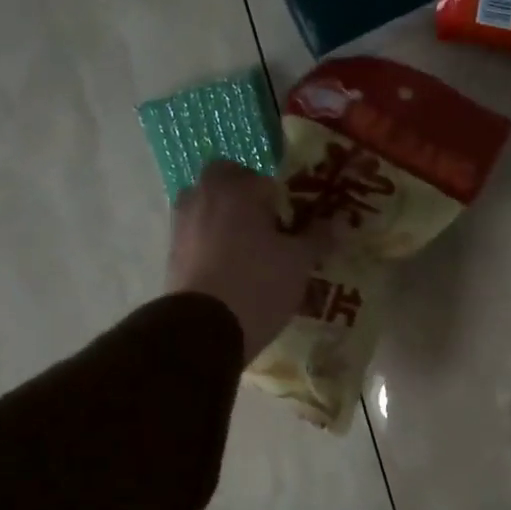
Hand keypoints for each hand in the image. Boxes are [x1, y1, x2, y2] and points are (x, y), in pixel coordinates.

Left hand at [165, 161, 328, 362]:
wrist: (203, 330)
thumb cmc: (258, 284)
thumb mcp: (299, 262)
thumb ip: (318, 237)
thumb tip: (338, 221)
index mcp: (237, 189)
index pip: (265, 178)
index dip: (284, 198)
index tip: (296, 221)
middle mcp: (203, 197)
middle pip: (228, 184)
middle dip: (247, 199)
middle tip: (271, 227)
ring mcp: (182, 224)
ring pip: (209, 208)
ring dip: (227, 220)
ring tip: (251, 251)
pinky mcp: (172, 253)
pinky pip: (198, 236)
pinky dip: (213, 244)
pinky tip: (232, 270)